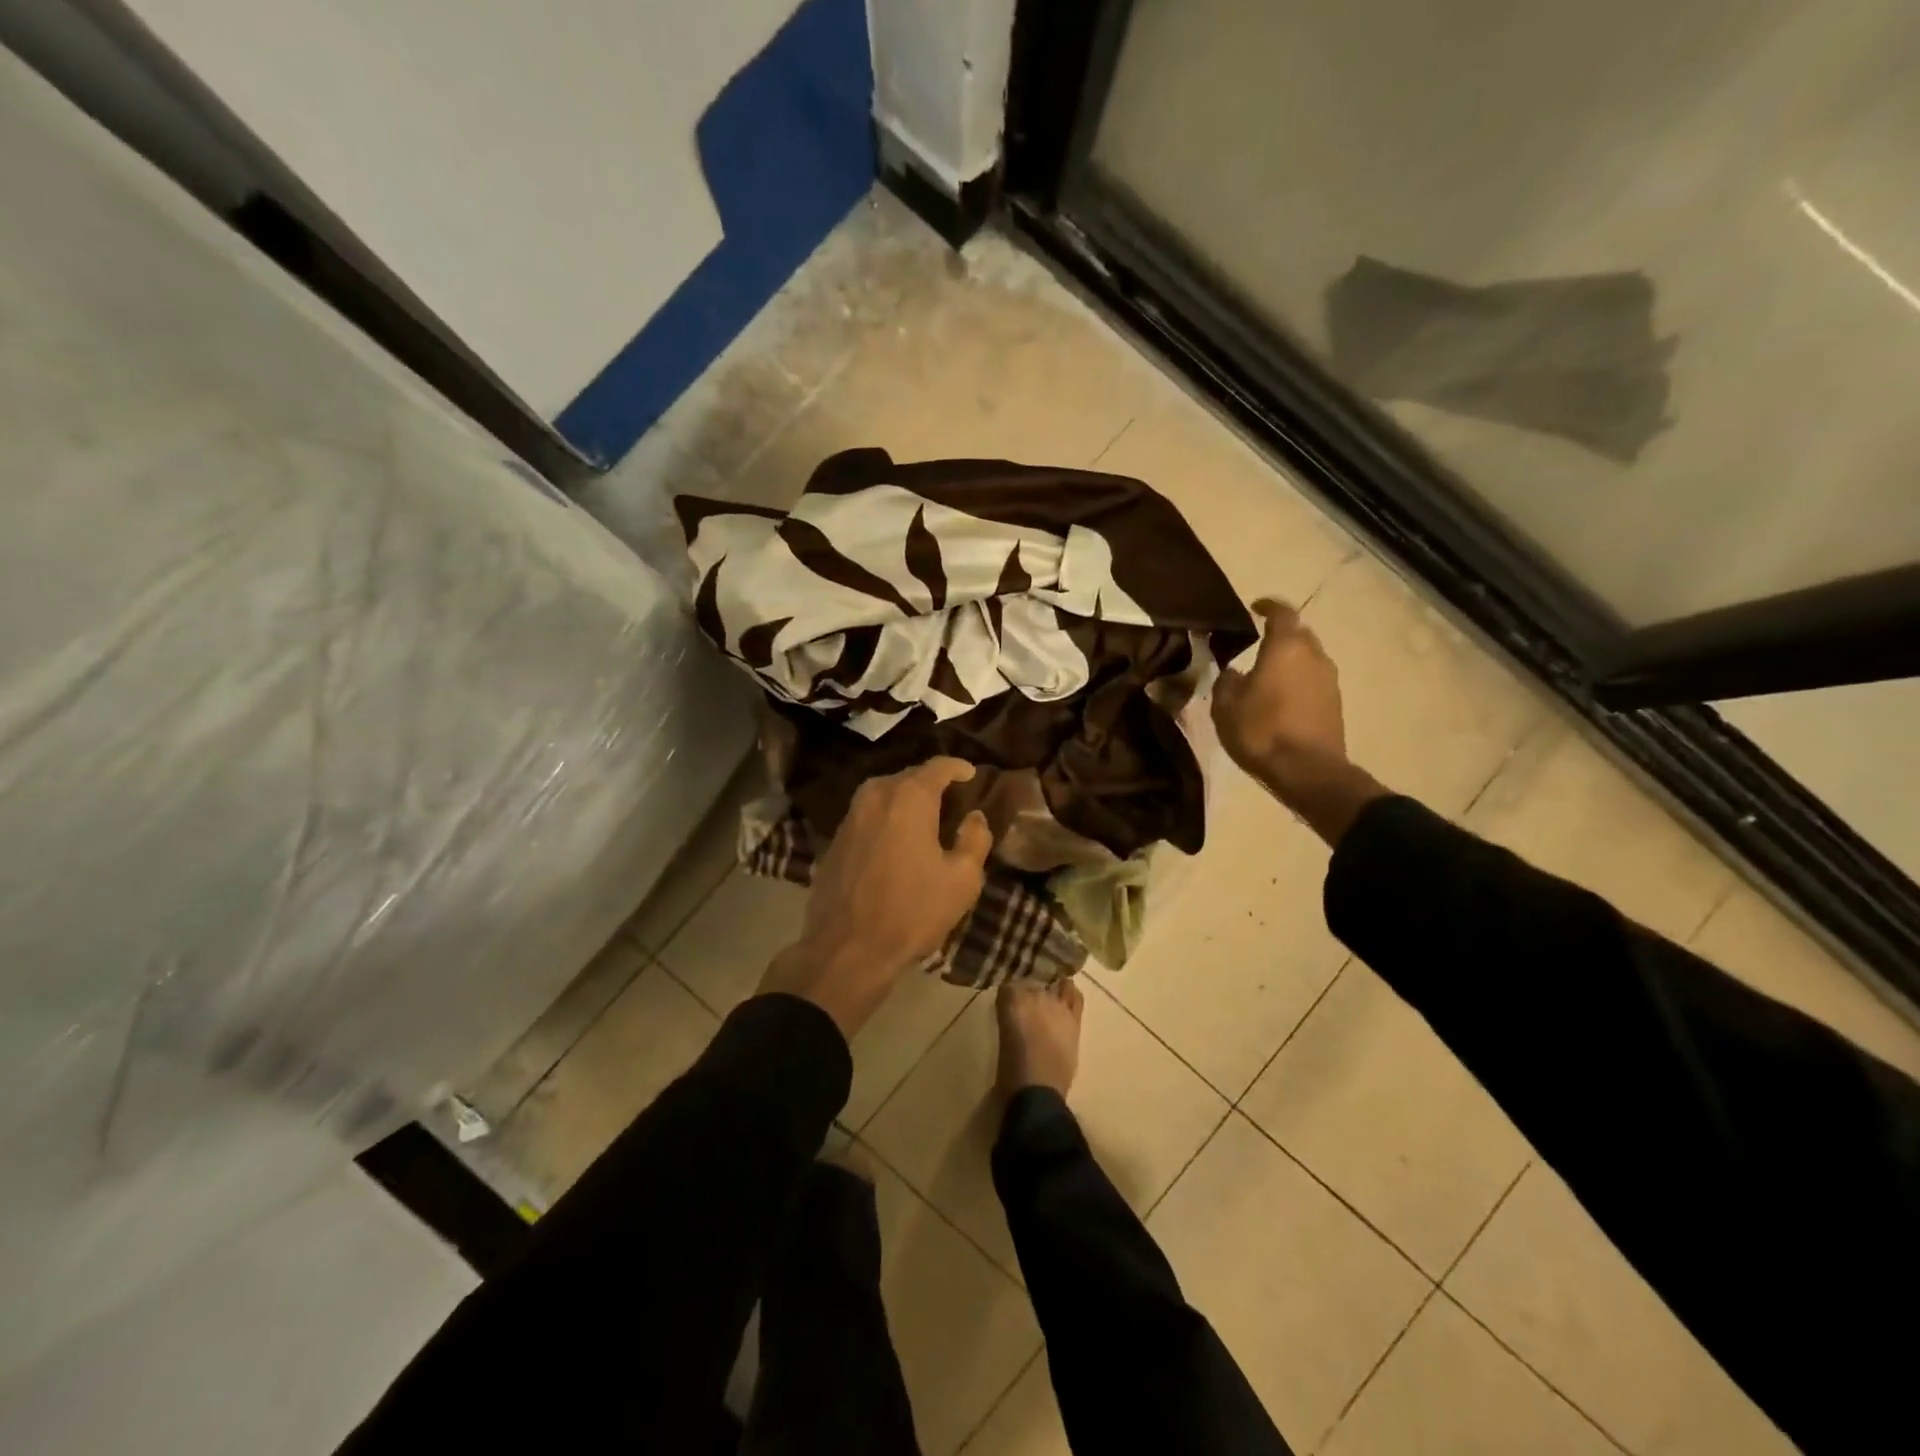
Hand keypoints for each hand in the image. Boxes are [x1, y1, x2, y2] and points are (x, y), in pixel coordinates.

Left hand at [759, 758, 991, 1037]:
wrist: (846, 950)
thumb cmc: (912, 912)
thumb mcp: (962, 880)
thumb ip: (975, 839)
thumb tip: (974, 817)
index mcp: (909, 798)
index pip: (938, 766)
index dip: (958, 768)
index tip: (971, 775)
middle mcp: (875, 796)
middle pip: (908, 777)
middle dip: (931, 784)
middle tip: (952, 799)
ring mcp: (849, 817)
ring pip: (884, 795)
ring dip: (906, 801)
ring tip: (926, 819)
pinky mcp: (833, 841)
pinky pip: (867, 817)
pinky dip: (885, 820)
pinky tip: (896, 843)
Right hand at [1213, 598, 1386, 843]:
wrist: (1307, 771)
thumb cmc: (1261, 731)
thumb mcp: (1225, 706)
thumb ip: (1226, 681)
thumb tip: (1232, 671)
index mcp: (1285, 647)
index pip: (1281, 612)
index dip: (1268, 606)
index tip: (1255, 608)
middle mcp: (1313, 655)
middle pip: (1299, 633)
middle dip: (1280, 634)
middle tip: (1258, 644)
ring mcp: (1329, 680)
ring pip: (1308, 658)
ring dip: (1291, 661)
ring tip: (1268, 675)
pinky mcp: (1335, 703)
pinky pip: (1314, 681)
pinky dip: (1299, 681)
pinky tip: (1281, 698)